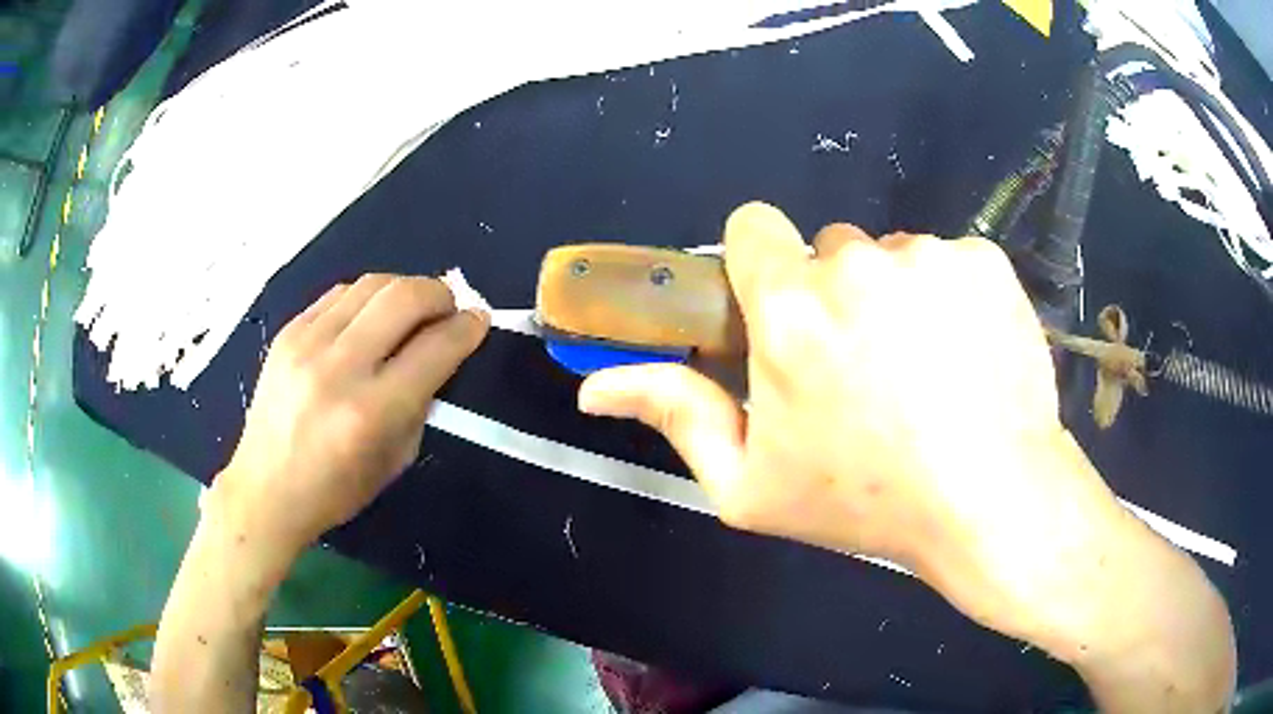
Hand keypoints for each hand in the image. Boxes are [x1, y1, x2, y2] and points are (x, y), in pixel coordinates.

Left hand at [210, 274, 489, 555]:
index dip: (467, 328)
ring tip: (411, 309)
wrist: (264, 489)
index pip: (435, 349)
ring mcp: (307, 343)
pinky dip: (367, 297)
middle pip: (405, 297)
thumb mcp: (394, 460)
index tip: (479, 321)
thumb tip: (438, 353)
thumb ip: (420, 402)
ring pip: (372, 283)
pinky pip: (340, 293)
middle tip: (448, 308)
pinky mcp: (288, 331)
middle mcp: (339, 368)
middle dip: (440, 294)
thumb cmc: (334, 491)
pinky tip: (370, 316)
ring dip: (404, 288)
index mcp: (370, 412)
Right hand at [577, 203, 1128, 640]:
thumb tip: (593, 387)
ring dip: (896, 298)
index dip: (762, 264)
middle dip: (835, 295)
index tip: (782, 309)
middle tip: (864, 368)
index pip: (752, 228)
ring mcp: (928, 256)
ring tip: (924, 371)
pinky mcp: (983, 259)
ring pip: (893, 257)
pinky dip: (951, 297)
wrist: (993, 501)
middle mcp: (857, 263)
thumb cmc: (868, 501)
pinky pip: (948, 261)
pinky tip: (966, 355)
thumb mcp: (752, 484)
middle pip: (829, 250)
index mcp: (790, 311)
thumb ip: (675, 417)